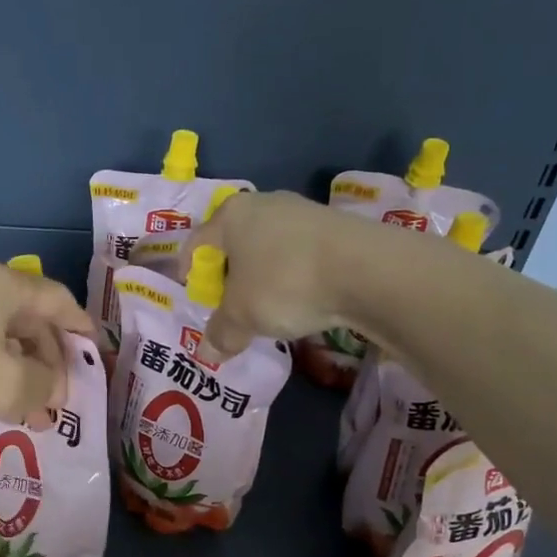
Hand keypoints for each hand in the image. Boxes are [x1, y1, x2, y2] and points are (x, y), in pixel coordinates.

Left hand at [0, 262, 92, 432]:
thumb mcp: (7, 385)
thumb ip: (44, 385)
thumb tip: (52, 385)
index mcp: (4, 287)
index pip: (59, 301)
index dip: (81, 328)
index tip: (95, 355)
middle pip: (28, 320)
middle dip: (49, 363)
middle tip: (57, 405)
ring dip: (18, 373)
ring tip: (26, 414)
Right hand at [189, 190, 363, 355]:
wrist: (366, 270)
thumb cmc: (283, 283)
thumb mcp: (242, 317)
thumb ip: (221, 333)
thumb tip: (208, 353)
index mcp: (230, 215)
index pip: (197, 241)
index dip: (190, 271)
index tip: (195, 295)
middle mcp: (265, 203)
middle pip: (235, 242)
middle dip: (229, 274)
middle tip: (229, 305)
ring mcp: (304, 212)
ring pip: (270, 247)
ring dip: (264, 276)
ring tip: (267, 307)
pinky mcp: (337, 227)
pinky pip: (301, 254)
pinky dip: (294, 276)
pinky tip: (302, 300)